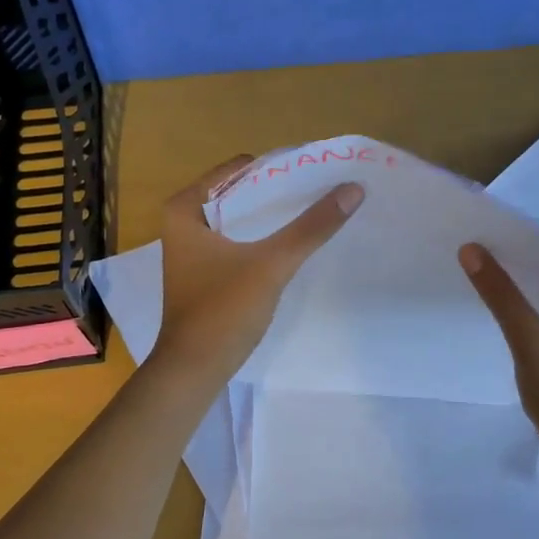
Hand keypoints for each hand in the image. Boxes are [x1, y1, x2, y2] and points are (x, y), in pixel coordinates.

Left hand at [155, 155, 363, 379]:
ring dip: (274, 217)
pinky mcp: (206, 272)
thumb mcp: (272, 264)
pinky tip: (295, 243)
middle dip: (279, 192)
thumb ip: (312, 226)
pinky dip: (265, 238)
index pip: (238, 170)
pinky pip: (240, 241)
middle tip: (323, 189)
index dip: (278, 168)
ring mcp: (194, 249)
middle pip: (241, 193)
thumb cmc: (223, 310)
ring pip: (242, 219)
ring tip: (317, 210)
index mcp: (186, 209)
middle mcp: (184, 222)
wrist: (194, 370)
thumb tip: (353, 188)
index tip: (315, 171)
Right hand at [459, 241, 538, 463]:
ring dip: (530, 284)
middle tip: (483, 253)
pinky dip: (538, 304)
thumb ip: (503, 295)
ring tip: (490, 271)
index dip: (528, 246)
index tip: (490, 239)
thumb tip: (470, 249)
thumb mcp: (532, 343)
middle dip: (528, 264)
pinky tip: (510, 302)